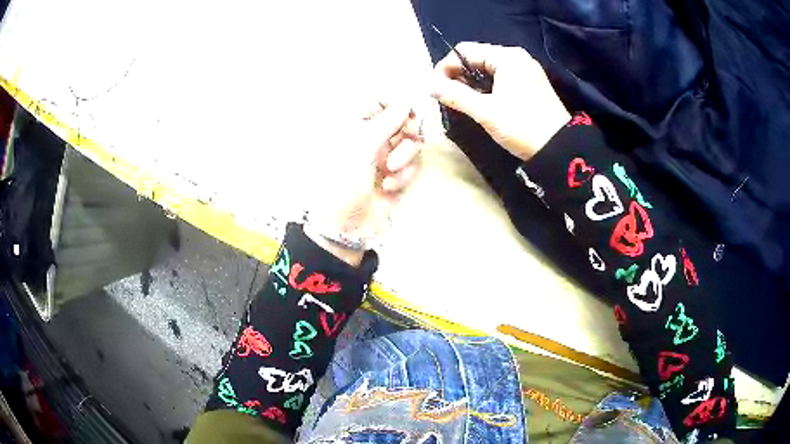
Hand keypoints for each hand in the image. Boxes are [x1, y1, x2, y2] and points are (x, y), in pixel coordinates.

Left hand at [305, 102, 422, 265]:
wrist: (345, 227)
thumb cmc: (343, 183)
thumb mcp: (361, 149)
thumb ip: (386, 122)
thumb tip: (406, 100)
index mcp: (357, 126)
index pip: (380, 102)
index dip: (396, 103)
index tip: (407, 110)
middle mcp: (374, 138)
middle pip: (404, 120)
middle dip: (408, 130)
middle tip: (409, 134)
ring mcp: (388, 157)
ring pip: (413, 143)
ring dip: (406, 156)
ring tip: (389, 171)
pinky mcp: (399, 175)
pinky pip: (414, 165)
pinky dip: (405, 175)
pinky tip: (389, 187)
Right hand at [431, 42, 569, 160]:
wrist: (559, 150)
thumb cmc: (522, 126)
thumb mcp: (486, 111)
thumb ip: (455, 95)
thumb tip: (429, 85)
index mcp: (507, 57)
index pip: (465, 51)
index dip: (445, 66)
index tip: (434, 88)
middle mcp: (516, 58)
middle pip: (476, 58)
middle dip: (457, 75)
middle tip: (446, 97)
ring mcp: (525, 71)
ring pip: (487, 70)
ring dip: (470, 83)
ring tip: (460, 102)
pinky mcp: (529, 85)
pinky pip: (500, 79)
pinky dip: (486, 88)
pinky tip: (480, 103)